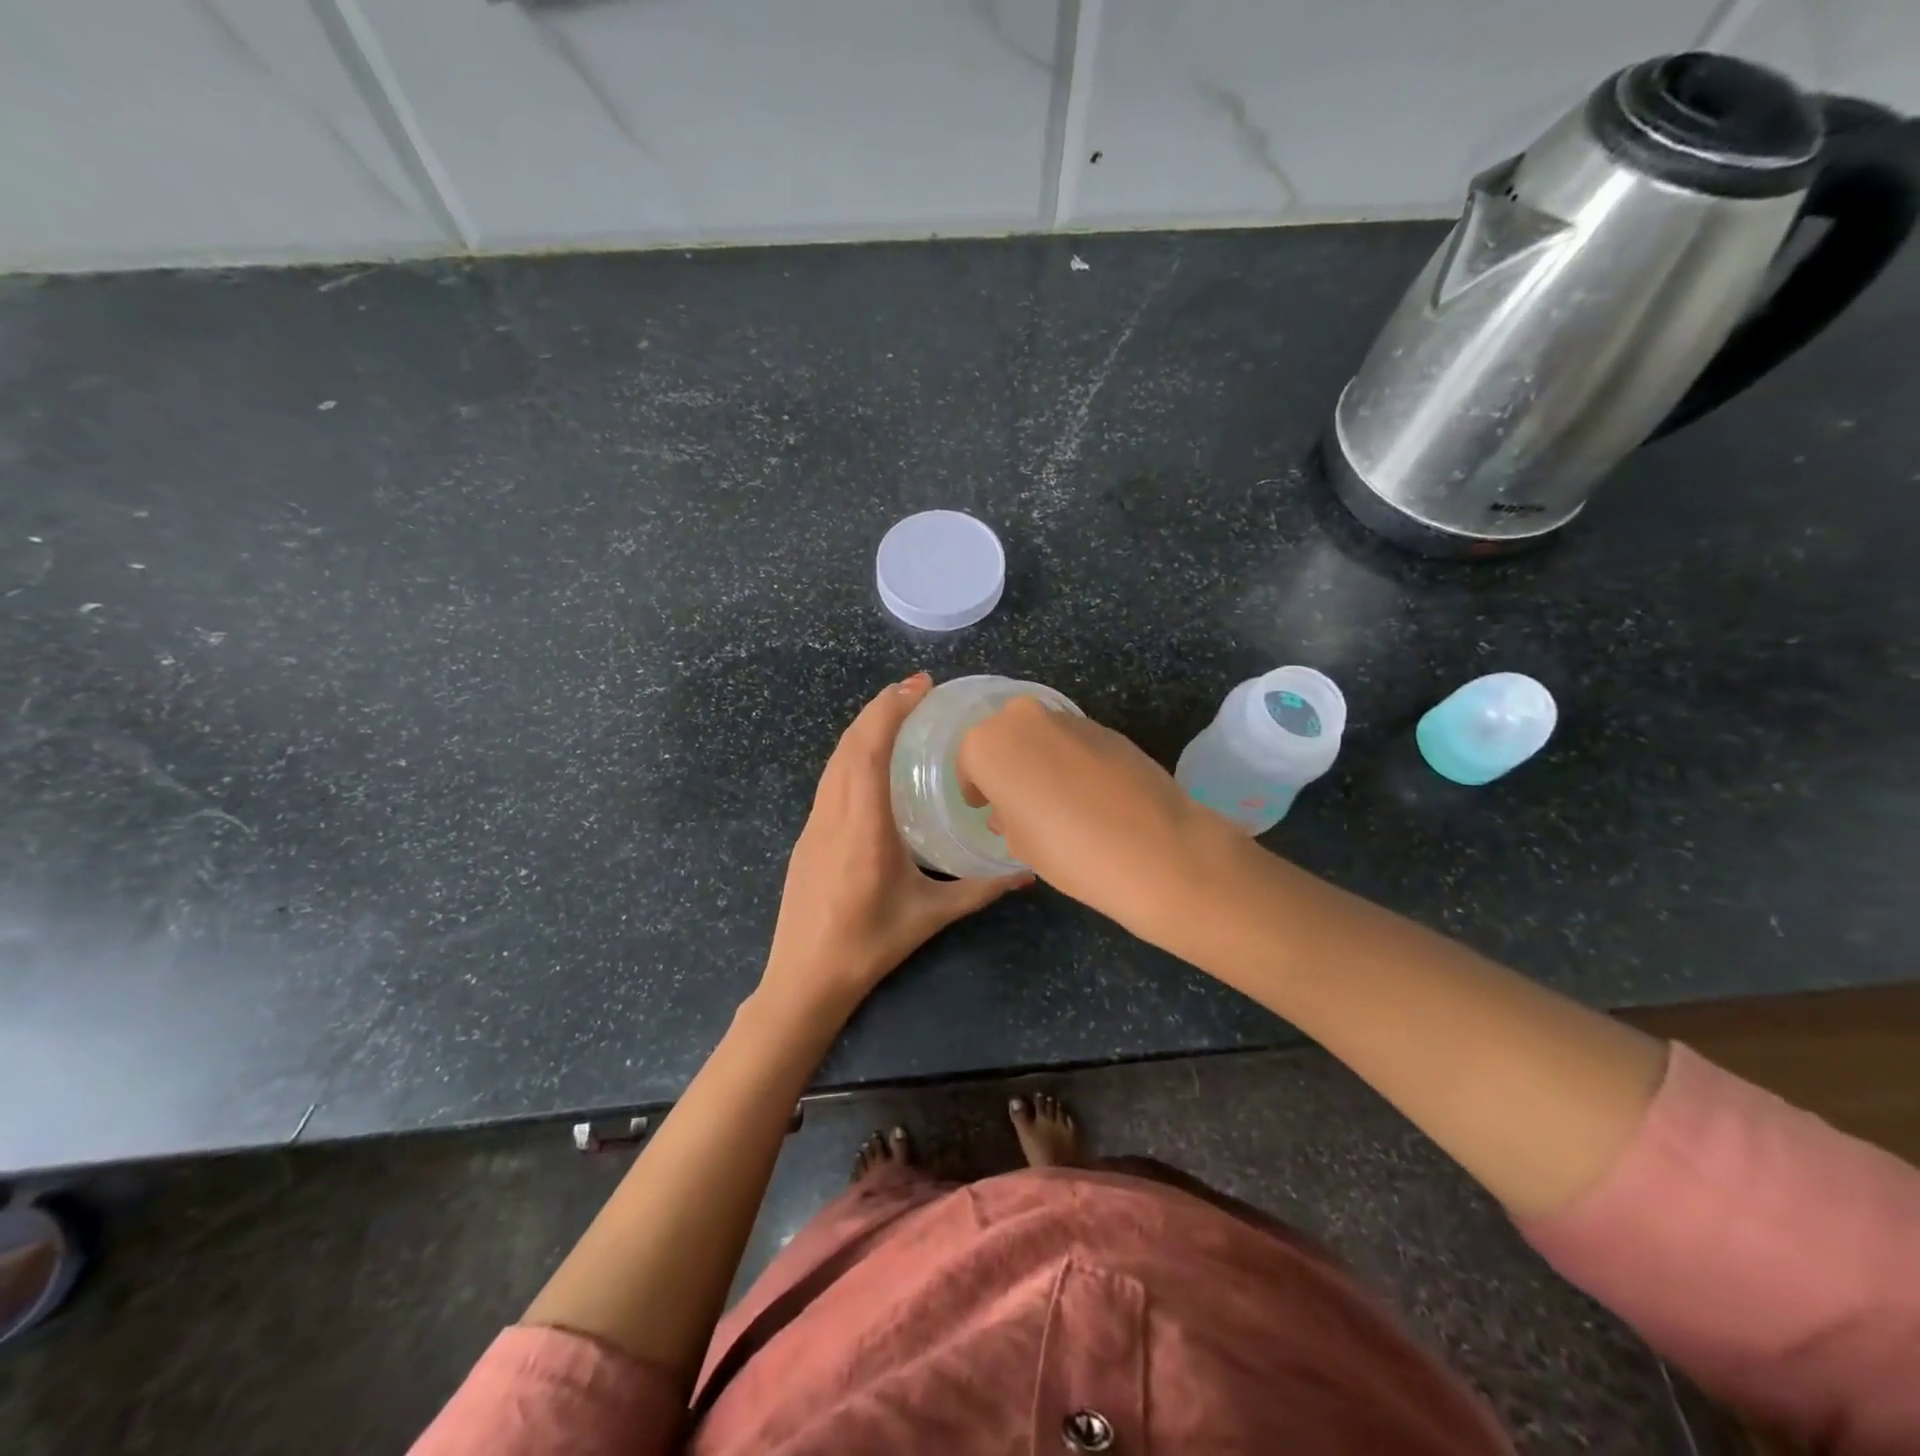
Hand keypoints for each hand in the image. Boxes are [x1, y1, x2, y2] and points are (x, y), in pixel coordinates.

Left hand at [760, 674, 1030, 1022]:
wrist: (805, 978)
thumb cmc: (869, 945)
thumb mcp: (932, 915)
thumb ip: (982, 888)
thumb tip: (1027, 870)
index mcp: (863, 825)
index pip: (869, 749)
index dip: (891, 709)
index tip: (920, 686)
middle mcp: (833, 812)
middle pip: (850, 743)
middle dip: (881, 707)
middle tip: (919, 690)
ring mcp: (814, 822)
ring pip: (835, 758)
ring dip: (864, 727)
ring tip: (899, 713)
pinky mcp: (808, 834)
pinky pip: (830, 778)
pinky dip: (852, 753)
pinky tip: (874, 761)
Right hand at [957, 697, 1242, 941]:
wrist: (1155, 848)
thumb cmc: (1067, 850)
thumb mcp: (1020, 843)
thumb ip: (1007, 816)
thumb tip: (1011, 810)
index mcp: (988, 743)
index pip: (969, 762)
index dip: (977, 788)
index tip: (985, 808)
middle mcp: (1024, 718)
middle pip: (1005, 738)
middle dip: (1008, 764)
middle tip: (1020, 801)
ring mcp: (1069, 718)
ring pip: (1041, 736)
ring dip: (1042, 760)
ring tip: (1059, 802)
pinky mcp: (1107, 727)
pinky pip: (1074, 742)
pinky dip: (1073, 761)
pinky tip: (1090, 797)